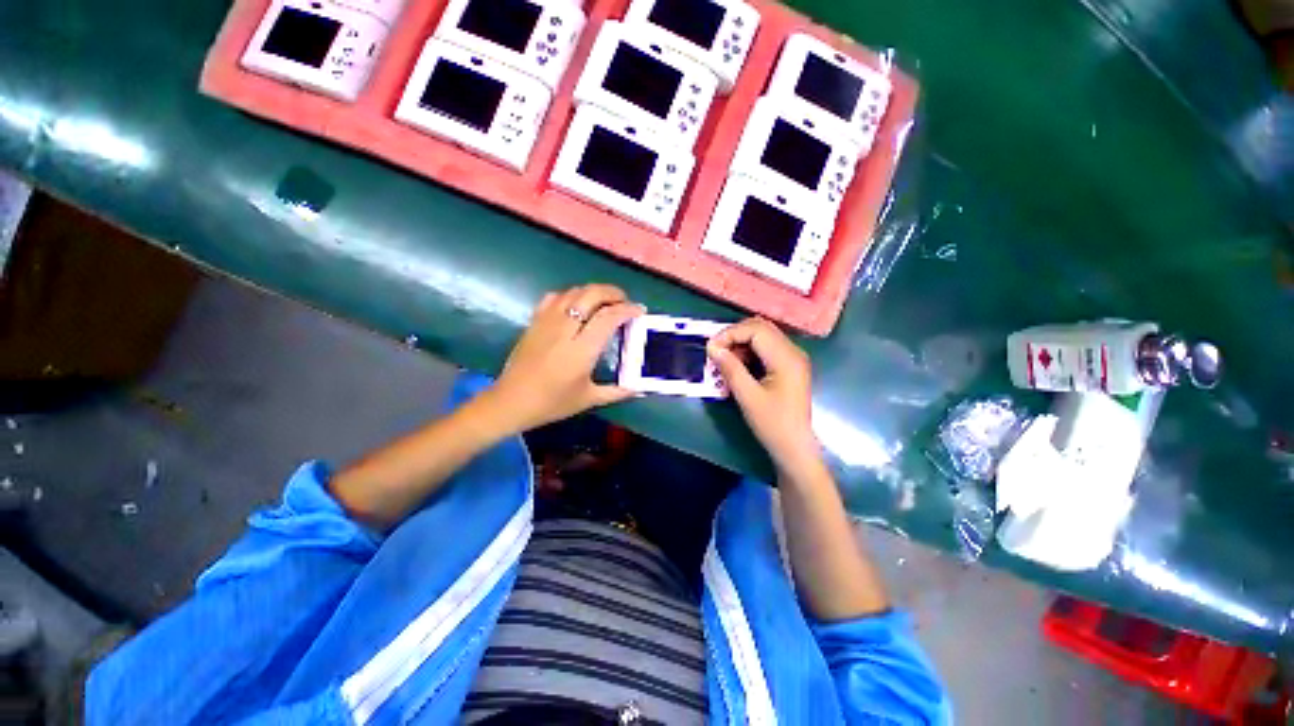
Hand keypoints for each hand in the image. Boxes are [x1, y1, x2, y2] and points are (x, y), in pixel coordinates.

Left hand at [479, 284, 642, 435]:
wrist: (511, 401)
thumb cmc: (552, 403)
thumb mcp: (588, 399)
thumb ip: (617, 392)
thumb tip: (638, 388)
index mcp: (581, 350)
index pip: (608, 317)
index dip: (627, 309)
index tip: (639, 311)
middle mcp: (565, 330)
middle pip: (591, 295)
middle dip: (613, 293)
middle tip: (624, 301)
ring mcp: (547, 322)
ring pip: (573, 292)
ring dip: (593, 291)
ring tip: (605, 302)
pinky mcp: (534, 321)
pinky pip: (554, 297)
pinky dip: (570, 295)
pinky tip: (576, 305)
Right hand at [707, 318, 821, 475]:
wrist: (795, 448)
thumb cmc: (773, 424)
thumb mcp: (747, 396)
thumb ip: (730, 368)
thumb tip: (712, 347)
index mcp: (786, 358)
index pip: (756, 330)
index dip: (730, 334)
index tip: (710, 349)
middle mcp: (792, 351)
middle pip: (760, 328)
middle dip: (734, 336)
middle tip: (715, 352)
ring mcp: (792, 358)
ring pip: (762, 337)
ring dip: (740, 344)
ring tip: (724, 362)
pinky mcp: (788, 366)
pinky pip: (765, 349)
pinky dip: (748, 353)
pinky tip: (737, 368)